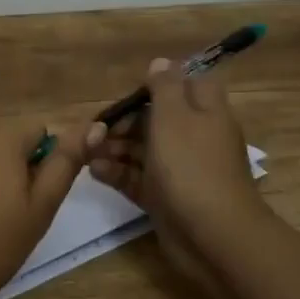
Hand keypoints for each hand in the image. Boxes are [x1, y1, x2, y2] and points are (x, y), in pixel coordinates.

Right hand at [85, 59, 267, 264]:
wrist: (213, 236)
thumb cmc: (192, 166)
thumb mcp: (175, 116)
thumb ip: (164, 86)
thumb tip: (161, 62)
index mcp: (205, 112)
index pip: (185, 85)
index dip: (157, 85)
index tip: (130, 93)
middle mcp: (194, 137)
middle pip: (155, 119)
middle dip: (123, 122)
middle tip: (94, 130)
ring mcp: (180, 169)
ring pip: (142, 150)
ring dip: (114, 148)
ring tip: (86, 152)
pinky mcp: (166, 198)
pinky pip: (138, 178)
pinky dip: (118, 173)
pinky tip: (95, 172)